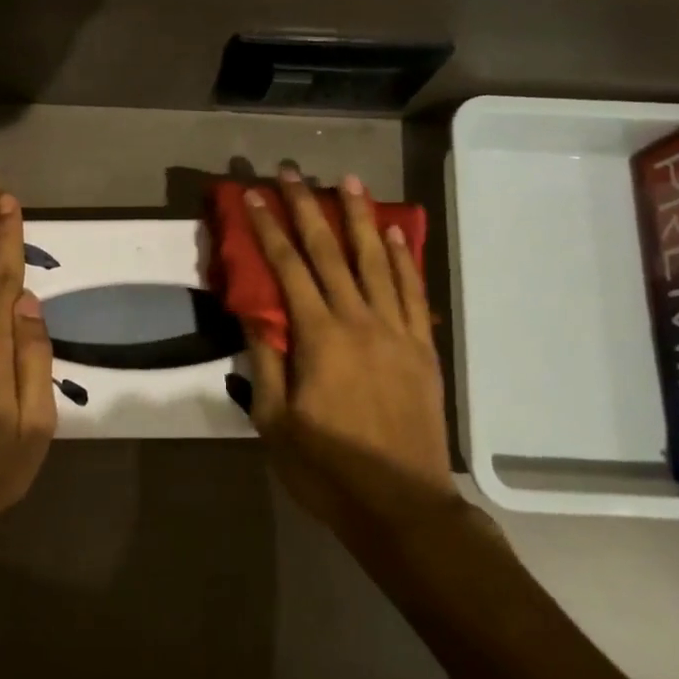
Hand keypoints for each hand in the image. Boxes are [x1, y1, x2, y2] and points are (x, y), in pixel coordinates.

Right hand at [242, 169, 455, 535]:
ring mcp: (398, 332)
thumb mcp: (276, 424)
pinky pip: (414, 292)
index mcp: (320, 338)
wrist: (403, 507)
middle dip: (309, 207)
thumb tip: (256, 314)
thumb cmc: (328, 470)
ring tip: (350, 181)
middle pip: (331, 252)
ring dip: (361, 218)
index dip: (269, 228)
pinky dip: (404, 259)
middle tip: (294, 171)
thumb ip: (266, 363)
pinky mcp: (423, 348)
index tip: (254, 196)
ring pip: (377, 261)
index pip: (288, 268)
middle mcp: (360, 321)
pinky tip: (396, 234)